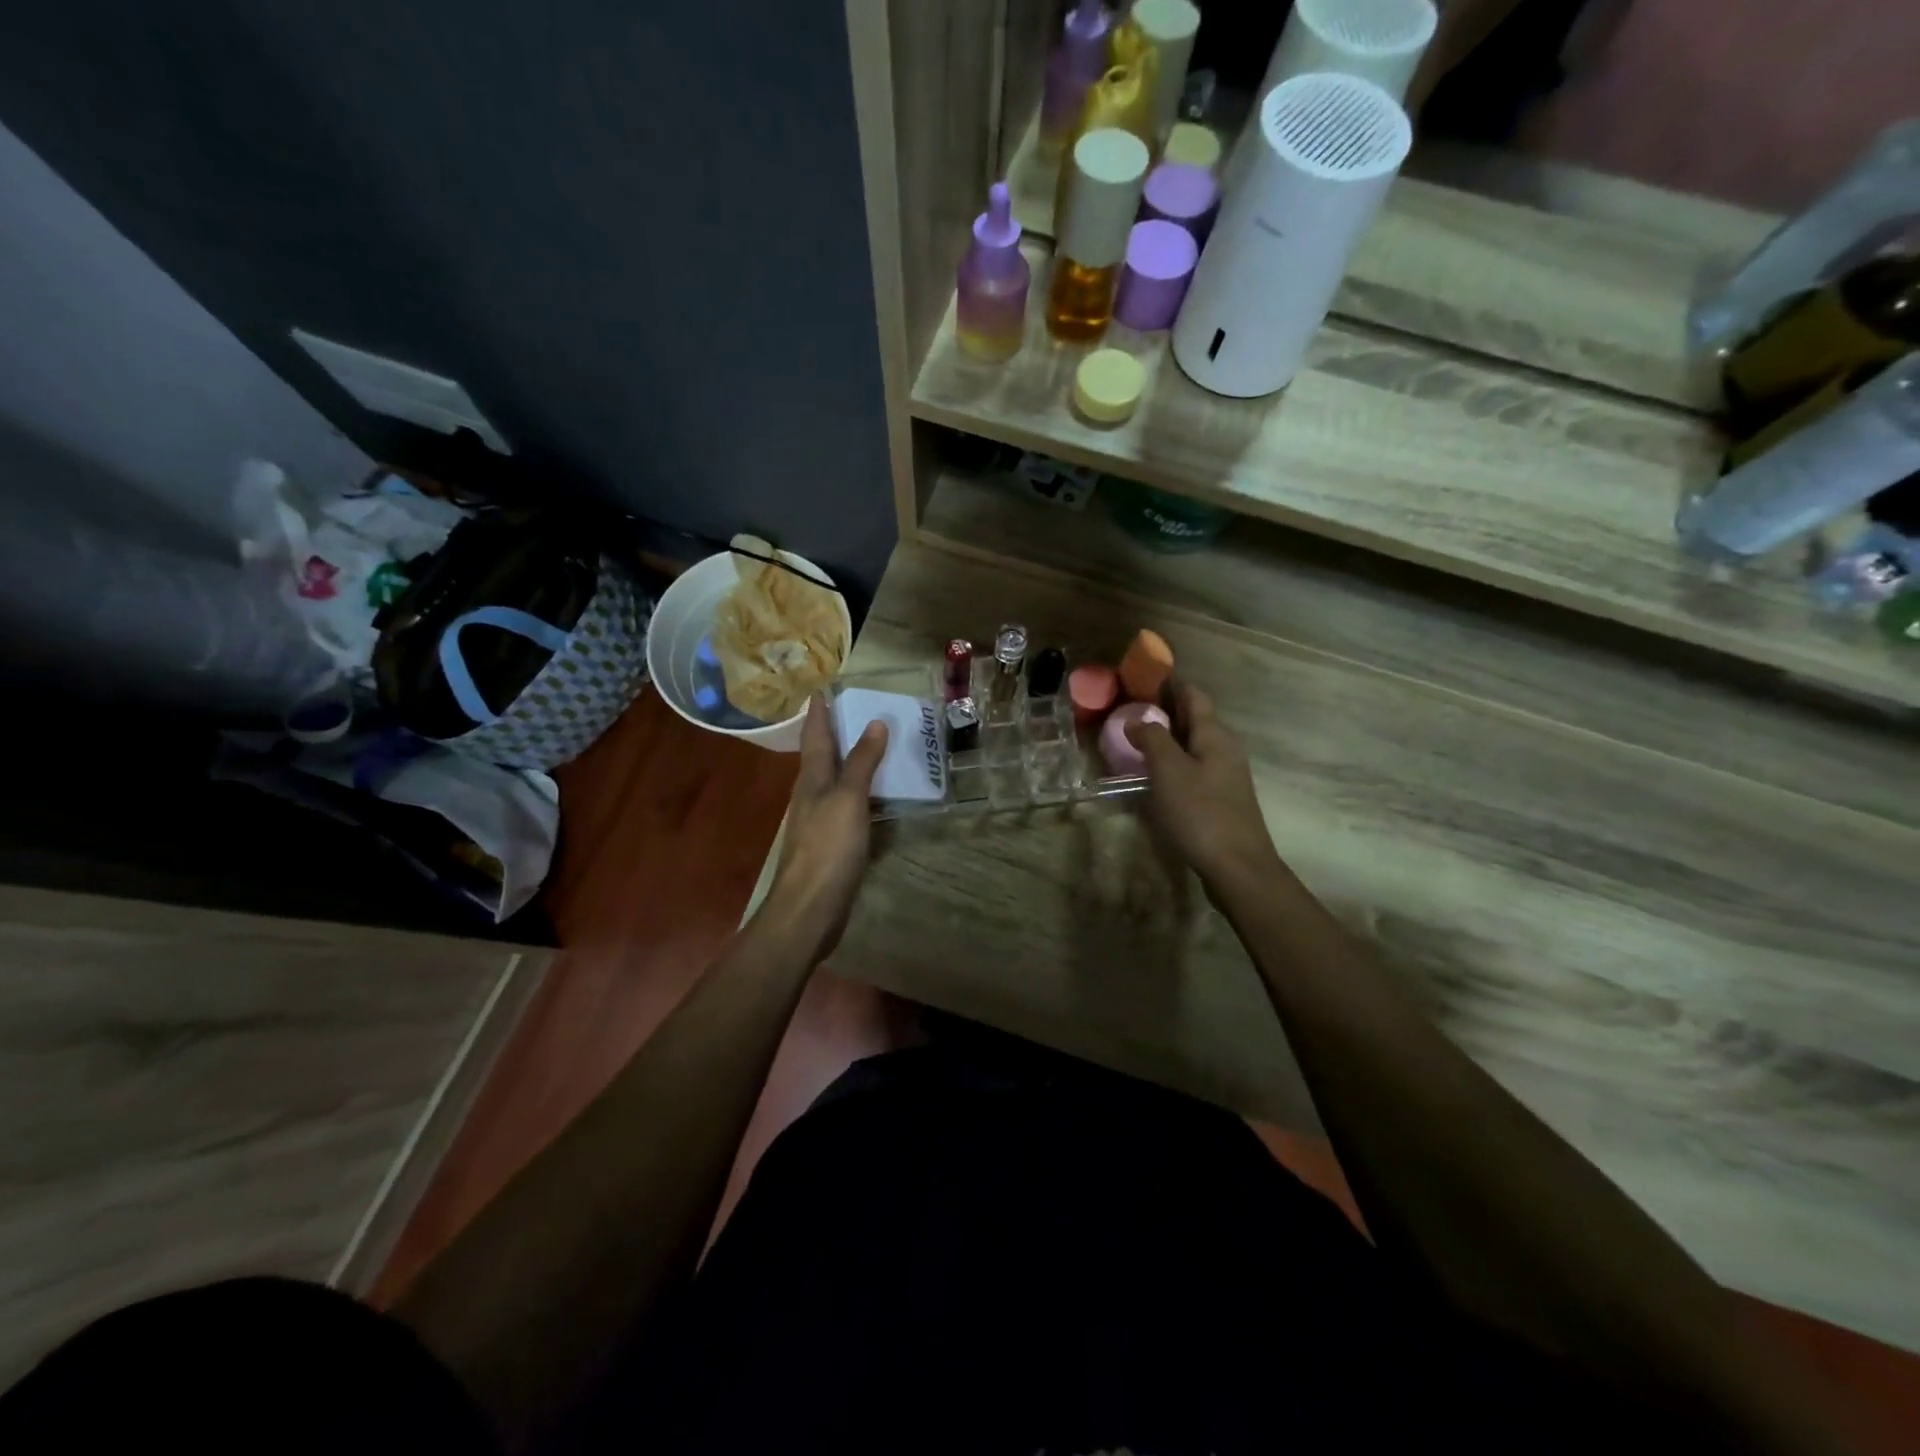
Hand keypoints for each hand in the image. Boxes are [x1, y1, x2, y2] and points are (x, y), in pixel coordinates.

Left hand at [762, 694, 887, 958]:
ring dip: (849, 760)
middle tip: (858, 709)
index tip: (825, 687)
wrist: (809, 908)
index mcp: (812, 778)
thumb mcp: (848, 799)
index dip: (820, 711)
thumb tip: (875, 722)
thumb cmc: (828, 848)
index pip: (815, 734)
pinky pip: (846, 805)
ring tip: (873, 744)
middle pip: (821, 755)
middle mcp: (811, 794)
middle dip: (835, 731)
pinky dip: (860, 791)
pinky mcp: (830, 843)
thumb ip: (861, 763)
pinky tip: (875, 794)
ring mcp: (819, 820)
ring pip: (833, 780)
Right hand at [1125, 683, 1283, 895]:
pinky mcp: (1222, 799)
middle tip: (1129, 711)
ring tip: (1136, 742)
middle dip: (1165, 712)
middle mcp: (1225, 748)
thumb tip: (1138, 719)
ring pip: (1194, 746)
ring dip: (1168, 739)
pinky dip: (1174, 763)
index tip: (1141, 680)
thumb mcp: (1169, 771)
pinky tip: (1156, 776)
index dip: (1170, 685)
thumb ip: (1152, 739)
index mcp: (1215, 735)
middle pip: (1195, 719)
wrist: (1238, 868)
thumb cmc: (1201, 813)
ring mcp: (1226, 775)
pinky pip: (1195, 768)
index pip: (1193, 696)